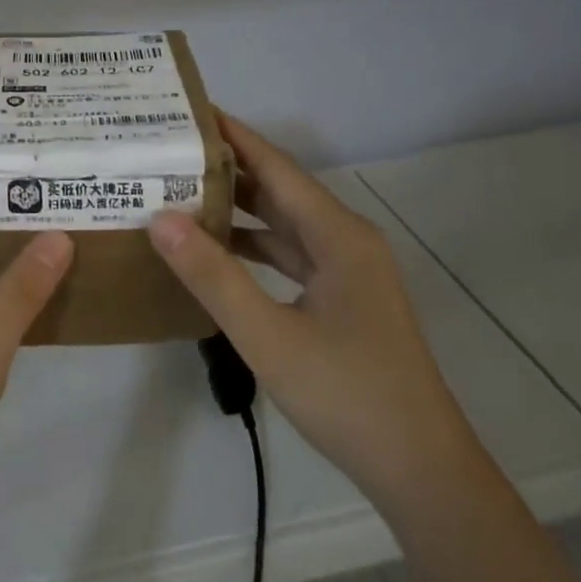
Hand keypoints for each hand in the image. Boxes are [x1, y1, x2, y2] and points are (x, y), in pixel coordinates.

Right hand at [147, 115, 476, 504]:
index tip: (188, 111)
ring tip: (180, 193)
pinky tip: (216, 253)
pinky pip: (290, 257)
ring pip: (284, 226)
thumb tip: (161, 218)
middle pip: (280, 191)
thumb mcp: (269, 336)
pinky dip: (253, 248)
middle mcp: (346, 241)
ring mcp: (347, 273)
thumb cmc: (347, 395)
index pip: (276, 167)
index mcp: (338, 235)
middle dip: (228, 169)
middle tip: (170, 151)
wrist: (419, 470)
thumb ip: (214, 277)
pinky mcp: (342, 301)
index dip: (234, 136)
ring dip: (239, 210)